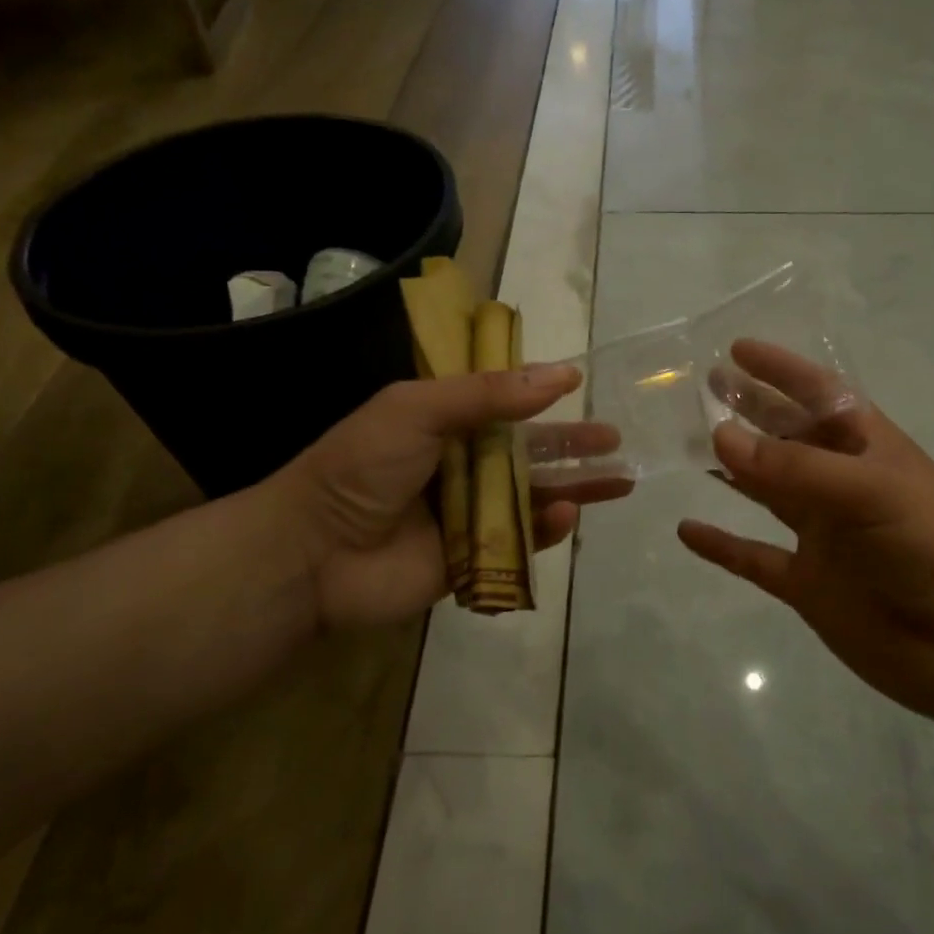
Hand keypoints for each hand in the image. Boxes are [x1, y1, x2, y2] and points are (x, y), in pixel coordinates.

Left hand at [271, 366, 627, 633]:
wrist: (313, 553)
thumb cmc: (363, 467)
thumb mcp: (419, 409)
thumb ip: (488, 394)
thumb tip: (562, 373)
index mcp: (444, 424)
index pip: (504, 405)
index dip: (542, 397)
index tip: (581, 387)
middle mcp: (462, 465)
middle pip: (529, 453)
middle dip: (573, 446)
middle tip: (616, 441)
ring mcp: (469, 514)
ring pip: (533, 496)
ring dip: (575, 487)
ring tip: (620, 480)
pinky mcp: (473, 559)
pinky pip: (520, 541)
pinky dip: (546, 529)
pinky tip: (569, 514)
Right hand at [677, 340, 933, 727]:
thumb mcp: (870, 492)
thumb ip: (795, 467)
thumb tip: (720, 436)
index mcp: (868, 449)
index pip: (819, 395)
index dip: (781, 371)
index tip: (737, 350)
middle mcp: (841, 485)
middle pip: (787, 438)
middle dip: (750, 411)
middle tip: (705, 389)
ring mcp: (824, 536)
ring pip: (767, 492)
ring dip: (732, 469)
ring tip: (687, 445)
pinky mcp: (808, 584)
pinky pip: (754, 558)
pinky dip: (722, 545)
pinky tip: (687, 530)